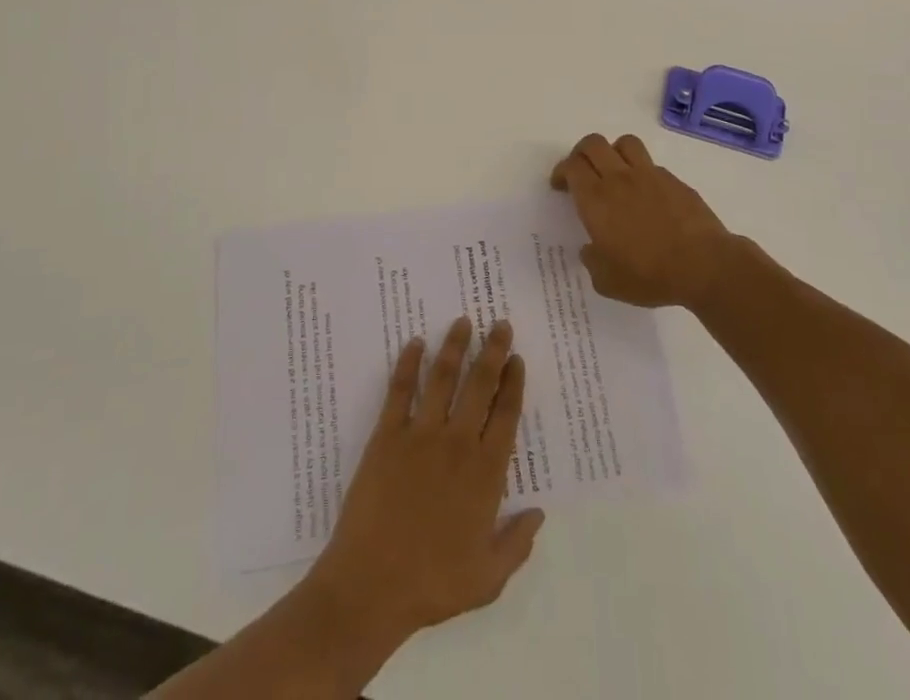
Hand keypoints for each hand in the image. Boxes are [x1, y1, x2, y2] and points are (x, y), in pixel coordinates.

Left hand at [305, 318, 544, 648]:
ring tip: (462, 321)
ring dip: (454, 346)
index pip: (506, 414)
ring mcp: (421, 435)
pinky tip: (414, 343)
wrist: (370, 587)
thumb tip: (539, 513)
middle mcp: (457, 443)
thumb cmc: (432, 585)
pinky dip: (408, 363)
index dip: (513, 382)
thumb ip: (517, 543)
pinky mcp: (387, 435)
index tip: (517, 358)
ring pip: (443, 378)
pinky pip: (400, 390)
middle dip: (493, 351)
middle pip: (480, 385)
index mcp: (485, 473)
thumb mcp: (487, 578)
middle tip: (499, 324)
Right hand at [551, 133, 735, 307]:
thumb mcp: (608, 281)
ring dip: (613, 152)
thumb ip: (592, 262)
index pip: (572, 166)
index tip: (561, 185)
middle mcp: (619, 178)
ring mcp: (649, 175)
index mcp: (596, 200)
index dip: (562, 171)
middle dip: (581, 153)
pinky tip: (646, 195)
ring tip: (614, 171)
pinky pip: (651, 164)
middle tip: (581, 172)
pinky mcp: (674, 180)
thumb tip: (590, 249)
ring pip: (624, 143)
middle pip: (593, 144)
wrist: (703, 265)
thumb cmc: (649, 275)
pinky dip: (642, 171)